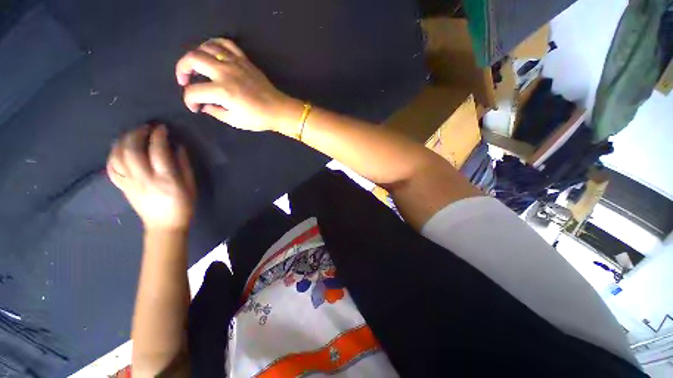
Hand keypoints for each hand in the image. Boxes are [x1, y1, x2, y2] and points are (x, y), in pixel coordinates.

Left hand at [107, 125, 196, 231]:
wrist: (164, 226)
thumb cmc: (183, 205)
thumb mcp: (191, 186)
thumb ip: (184, 165)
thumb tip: (178, 146)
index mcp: (165, 179)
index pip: (158, 151)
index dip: (159, 136)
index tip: (163, 128)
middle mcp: (144, 179)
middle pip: (133, 150)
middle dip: (138, 133)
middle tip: (146, 127)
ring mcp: (130, 183)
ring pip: (118, 156)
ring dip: (123, 140)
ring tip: (132, 134)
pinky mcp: (122, 187)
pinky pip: (111, 168)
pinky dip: (113, 155)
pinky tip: (119, 148)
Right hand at [176, 38, 299, 131]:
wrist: (278, 110)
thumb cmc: (258, 118)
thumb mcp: (235, 121)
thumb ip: (215, 112)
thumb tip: (204, 105)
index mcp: (222, 92)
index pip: (194, 91)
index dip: (189, 100)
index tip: (195, 107)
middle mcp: (225, 72)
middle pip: (192, 59)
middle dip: (181, 69)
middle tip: (184, 80)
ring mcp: (235, 63)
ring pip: (206, 47)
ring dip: (195, 54)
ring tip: (196, 66)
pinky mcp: (244, 60)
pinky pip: (226, 43)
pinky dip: (214, 44)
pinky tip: (211, 52)